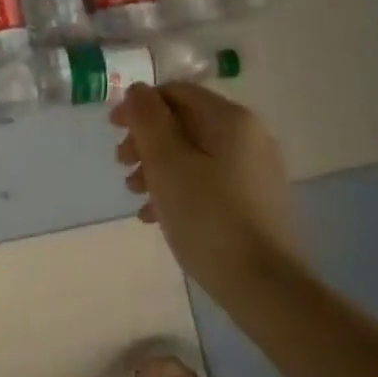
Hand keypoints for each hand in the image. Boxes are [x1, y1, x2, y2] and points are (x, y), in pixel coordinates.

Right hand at [111, 82, 302, 292]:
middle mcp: (248, 136)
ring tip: (136, 195)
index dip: (139, 106)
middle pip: (184, 122)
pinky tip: (157, 216)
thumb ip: (148, 120)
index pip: (176, 92)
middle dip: (146, 140)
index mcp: (230, 119)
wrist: (265, 285)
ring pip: (194, 153)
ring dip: (158, 167)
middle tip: (122, 166)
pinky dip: (179, 188)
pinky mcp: (255, 200)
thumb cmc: (207, 217)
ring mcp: (254, 170)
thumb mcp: (166, 163)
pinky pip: (208, 180)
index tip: (112, 131)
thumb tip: (138, 90)